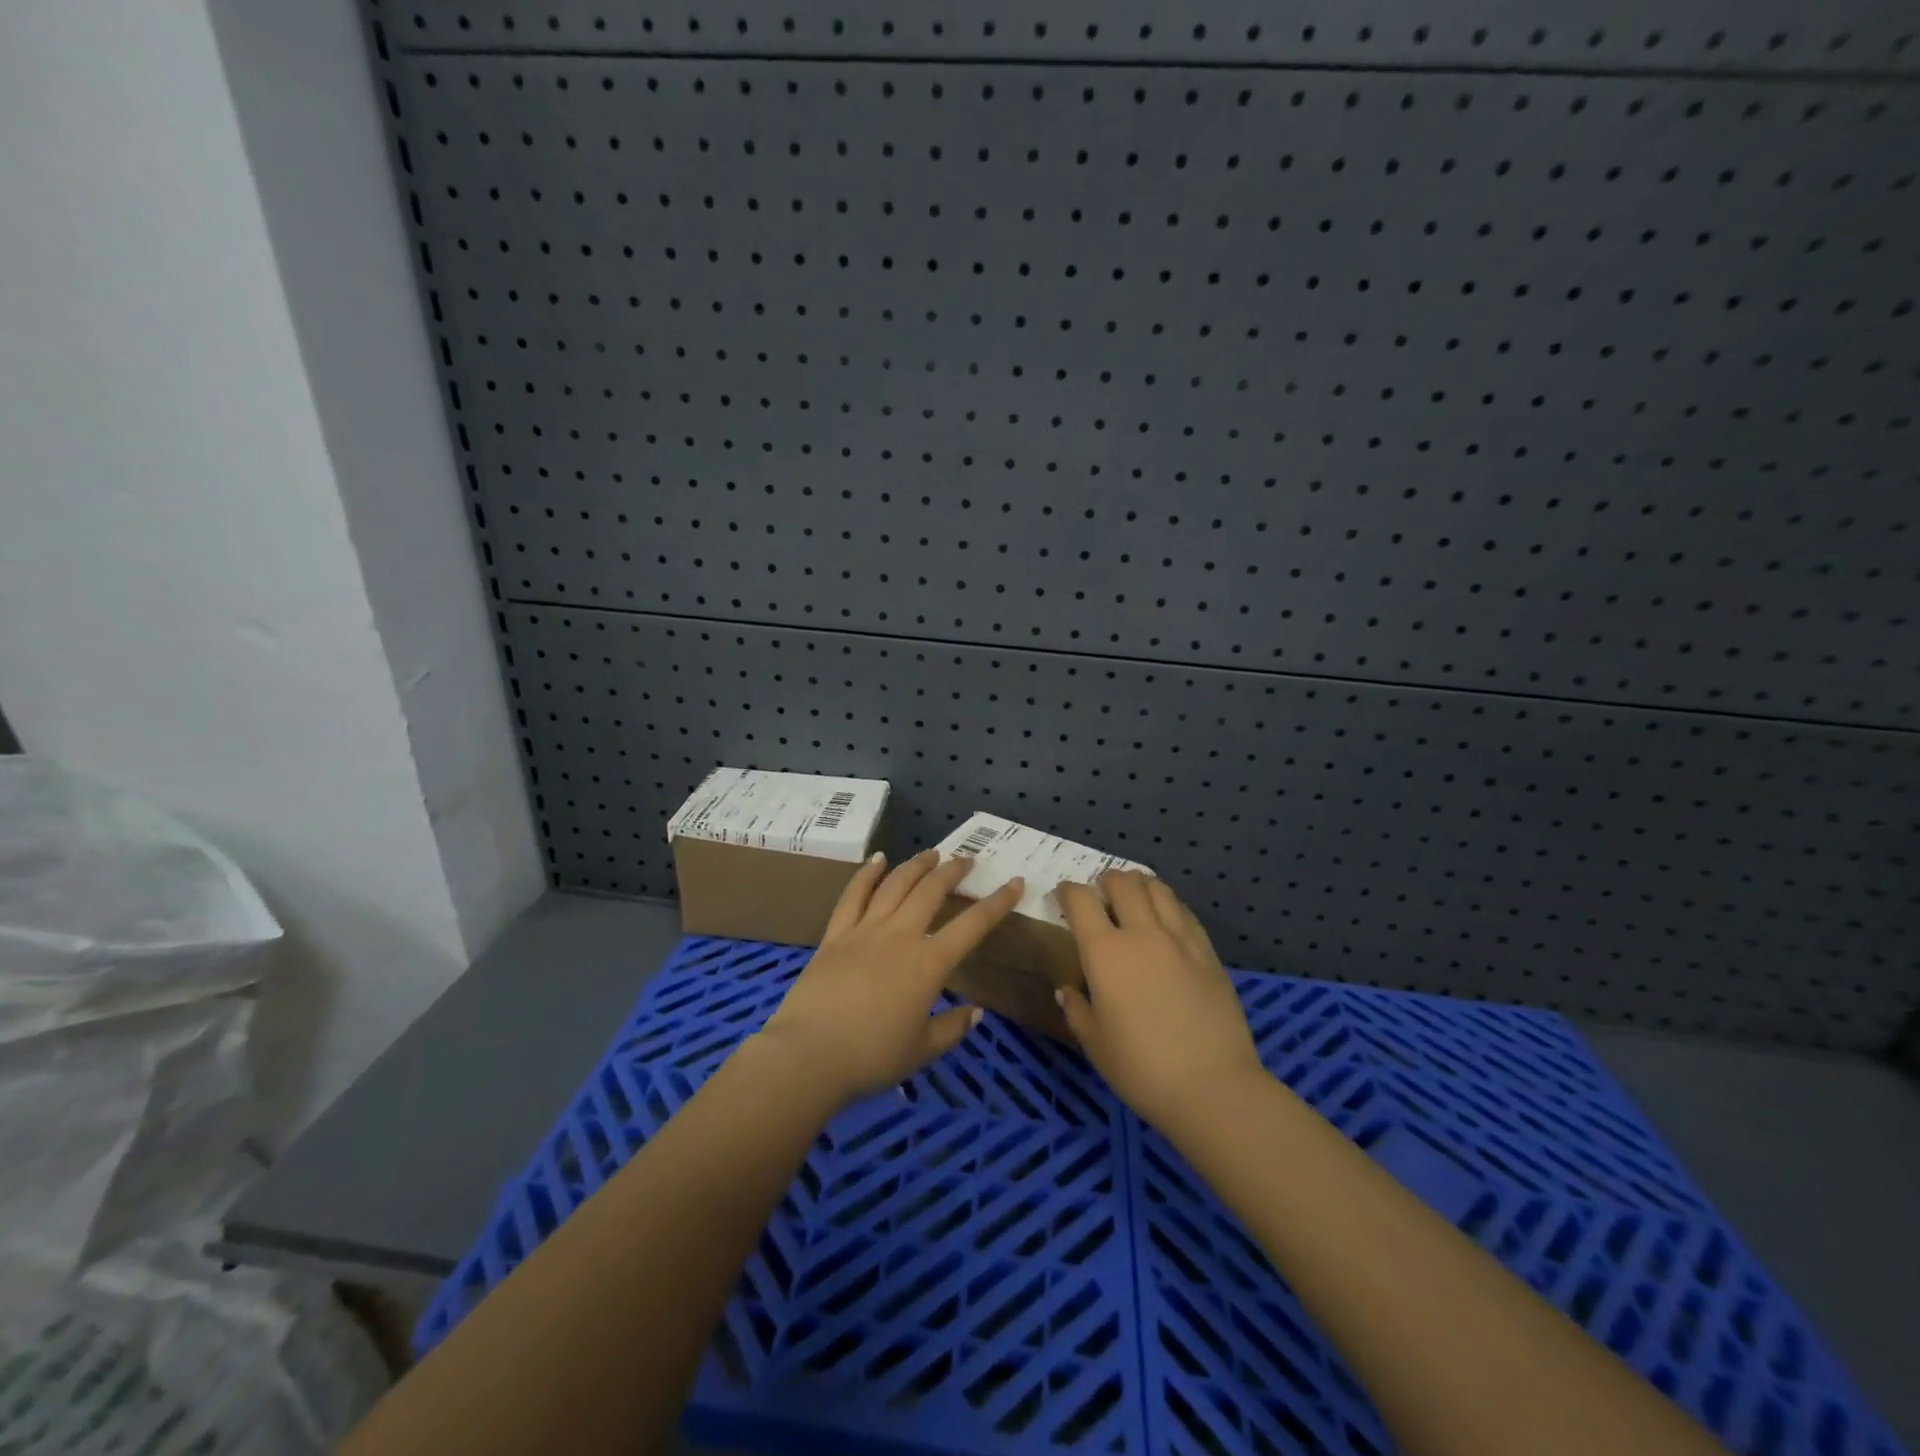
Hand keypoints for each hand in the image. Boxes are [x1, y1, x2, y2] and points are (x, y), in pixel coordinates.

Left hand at [756, 850, 1022, 1106]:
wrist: (808, 1055)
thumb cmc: (871, 1058)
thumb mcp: (921, 1050)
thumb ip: (952, 1028)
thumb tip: (976, 1011)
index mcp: (928, 964)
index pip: (972, 926)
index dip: (998, 903)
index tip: (1015, 883)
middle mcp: (900, 936)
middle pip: (931, 891)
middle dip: (953, 871)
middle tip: (967, 860)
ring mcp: (864, 931)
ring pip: (895, 885)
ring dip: (916, 865)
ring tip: (932, 853)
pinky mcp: (835, 935)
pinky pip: (853, 895)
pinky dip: (867, 874)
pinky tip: (878, 859)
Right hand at [1055, 870, 1264, 1130]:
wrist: (1213, 1087)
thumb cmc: (1142, 1069)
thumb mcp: (1095, 1044)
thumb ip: (1077, 1009)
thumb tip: (1068, 990)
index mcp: (1105, 953)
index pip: (1081, 900)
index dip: (1067, 892)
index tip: (1063, 897)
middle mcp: (1142, 934)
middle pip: (1123, 883)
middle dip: (1106, 881)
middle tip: (1100, 895)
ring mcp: (1180, 939)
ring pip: (1157, 889)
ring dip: (1140, 885)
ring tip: (1134, 898)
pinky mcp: (1208, 952)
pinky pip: (1184, 912)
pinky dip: (1168, 905)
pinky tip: (1166, 919)